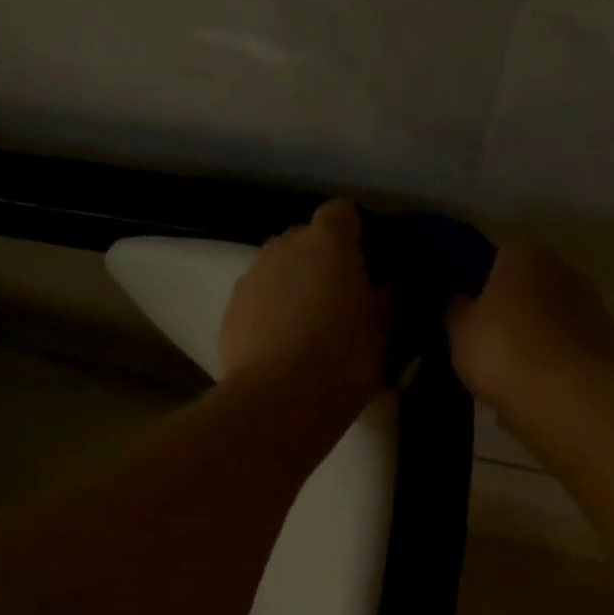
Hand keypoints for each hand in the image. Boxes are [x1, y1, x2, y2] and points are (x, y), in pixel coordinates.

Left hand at [219, 200, 389, 420]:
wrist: (281, 401)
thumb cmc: (344, 361)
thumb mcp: (383, 335)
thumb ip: (384, 301)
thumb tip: (384, 286)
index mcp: (328, 243)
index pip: (342, 214)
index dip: (354, 234)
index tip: (365, 263)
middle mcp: (283, 248)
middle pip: (303, 240)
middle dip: (319, 262)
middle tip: (336, 301)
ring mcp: (250, 279)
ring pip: (275, 272)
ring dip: (290, 289)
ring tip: (304, 331)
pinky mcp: (228, 314)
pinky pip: (254, 304)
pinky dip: (266, 317)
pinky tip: (278, 351)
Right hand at [445, 243, 613, 411]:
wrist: (565, 394)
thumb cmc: (503, 349)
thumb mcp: (459, 331)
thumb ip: (458, 310)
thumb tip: (461, 301)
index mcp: (525, 255)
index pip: (501, 256)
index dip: (485, 285)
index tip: (474, 313)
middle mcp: (564, 269)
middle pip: (533, 288)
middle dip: (516, 312)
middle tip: (493, 346)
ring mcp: (592, 306)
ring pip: (554, 321)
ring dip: (539, 340)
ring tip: (515, 377)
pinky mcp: (608, 343)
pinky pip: (569, 351)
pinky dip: (556, 365)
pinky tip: (538, 391)